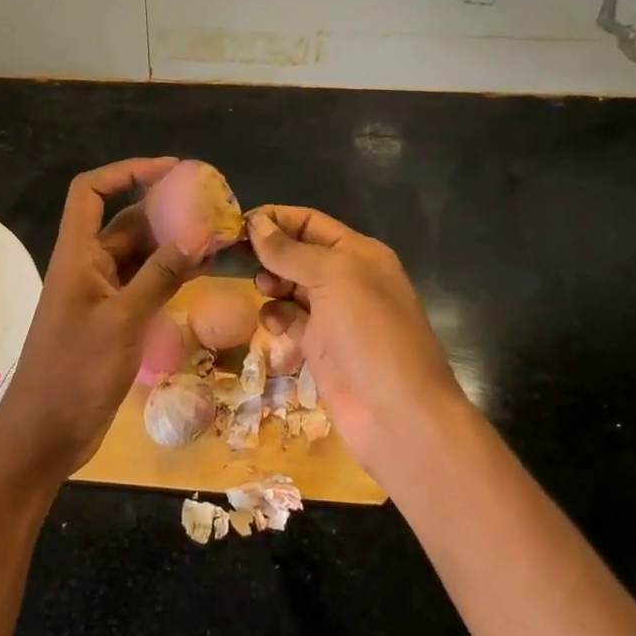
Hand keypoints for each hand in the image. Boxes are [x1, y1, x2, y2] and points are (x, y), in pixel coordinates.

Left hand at [0, 158, 202, 485]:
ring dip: (173, 243)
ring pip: (140, 254)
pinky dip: (170, 274)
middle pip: (124, 221)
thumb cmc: (74, 373)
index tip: (169, 169)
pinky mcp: (114, 320)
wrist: (46, 435)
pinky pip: (145, 284)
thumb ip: (160, 276)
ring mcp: (102, 294)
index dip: (126, 171)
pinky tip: (202, 272)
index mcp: (77, 255)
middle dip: (164, 209)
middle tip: (211, 206)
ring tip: (217, 236)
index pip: (91, 192)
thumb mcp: (122, 321)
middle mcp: (89, 266)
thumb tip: (199, 233)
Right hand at [248, 205, 471, 486]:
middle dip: (270, 254)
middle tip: (239, 260)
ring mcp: (335, 316)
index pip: (310, 222)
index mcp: (359, 253)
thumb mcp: (334, 278)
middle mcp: (348, 279)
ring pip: (291, 287)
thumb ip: (291, 251)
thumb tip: (256, 222)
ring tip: (261, 291)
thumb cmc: (371, 334)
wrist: (398, 415)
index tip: (237, 226)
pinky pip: (290, 321)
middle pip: (298, 254)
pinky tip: (273, 325)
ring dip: (272, 285)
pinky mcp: (321, 348)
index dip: (276, 219)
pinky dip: (277, 318)